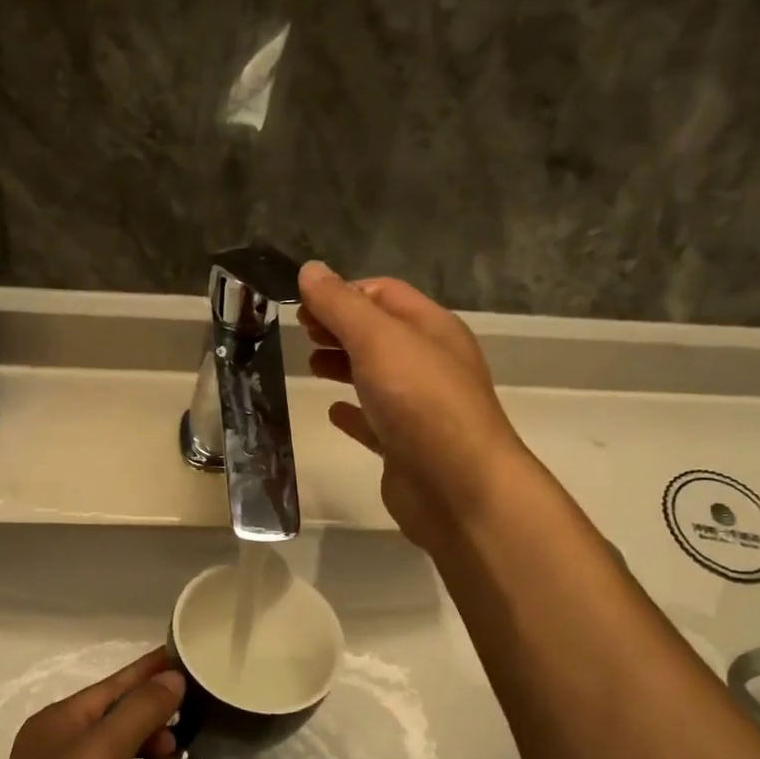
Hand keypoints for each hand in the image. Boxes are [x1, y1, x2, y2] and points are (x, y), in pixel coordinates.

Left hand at [0, 649, 182, 758]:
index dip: (148, 668)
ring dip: (156, 737)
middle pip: (121, 714)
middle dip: (155, 704)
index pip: (113, 684)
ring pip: (128, 749)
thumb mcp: (101, 750)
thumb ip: (140, 711)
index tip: (184, 652)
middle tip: (198, 698)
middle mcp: (70, 748)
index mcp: (61, 722)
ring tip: (191, 728)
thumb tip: (173, 678)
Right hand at [298, 261, 531, 551]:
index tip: (303, 306)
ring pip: (376, 375)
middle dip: (339, 327)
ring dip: (344, 365)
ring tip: (310, 366)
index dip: (343, 293)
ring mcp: (420, 407)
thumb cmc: (420, 402)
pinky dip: (353, 412)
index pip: (384, 293)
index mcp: (431, 328)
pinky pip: (376, 421)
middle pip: (379, 333)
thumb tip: (310, 269)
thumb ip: (341, 305)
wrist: (458, 488)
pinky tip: (333, 412)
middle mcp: (430, 363)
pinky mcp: (407, 447)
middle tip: (301, 333)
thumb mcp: (377, 340)